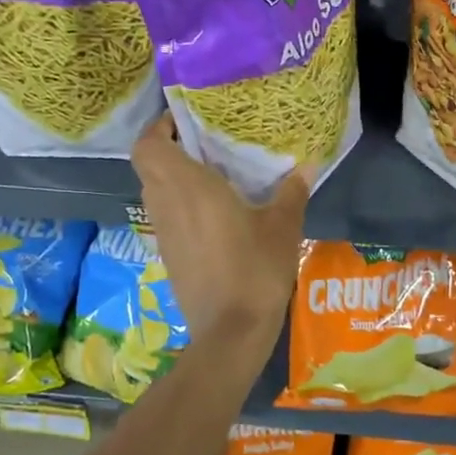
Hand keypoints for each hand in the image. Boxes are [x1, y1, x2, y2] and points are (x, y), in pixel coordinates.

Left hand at [131, 114, 310, 346]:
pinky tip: (213, 212)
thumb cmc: (255, 270)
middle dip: (168, 148)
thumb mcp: (283, 226)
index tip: (187, 122)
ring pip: (154, 190)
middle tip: (204, 144)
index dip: (159, 128)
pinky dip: (179, 204)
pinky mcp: (168, 254)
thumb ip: (292, 192)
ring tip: (211, 173)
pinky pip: (165, 215)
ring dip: (173, 176)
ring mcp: (164, 232)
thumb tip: (307, 165)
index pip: (148, 146)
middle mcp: (167, 204)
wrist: (231, 332)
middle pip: (148, 164)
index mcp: (188, 187)